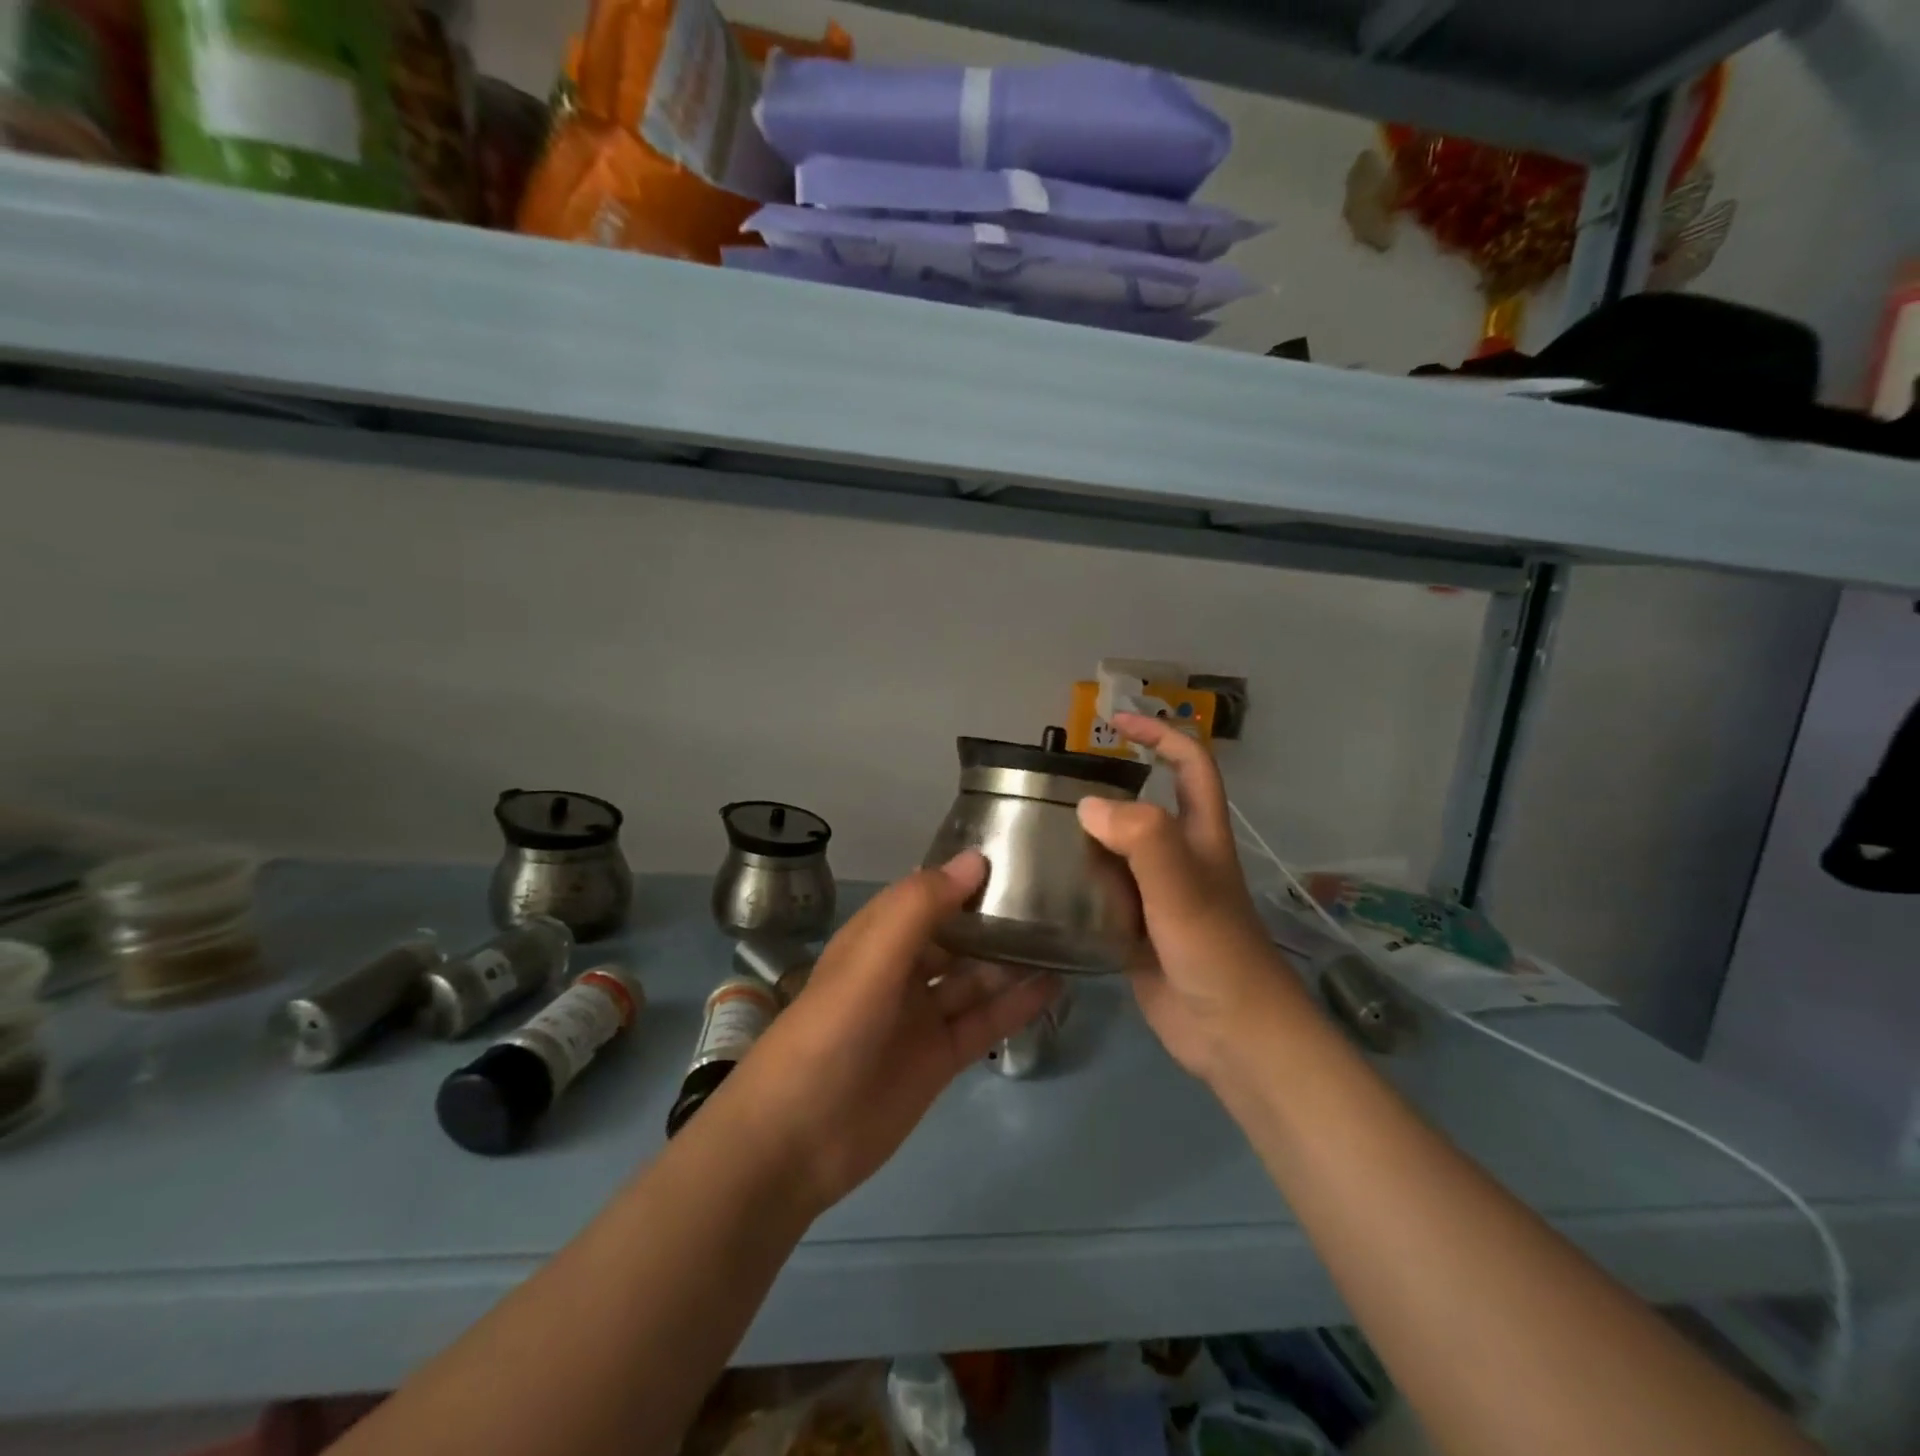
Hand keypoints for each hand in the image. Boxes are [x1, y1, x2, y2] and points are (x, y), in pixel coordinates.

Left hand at [712, 852, 1060, 1214]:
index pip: (925, 893)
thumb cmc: (828, 1035)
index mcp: (875, 938)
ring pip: (974, 977)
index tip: (1016, 854)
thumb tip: (975, 859)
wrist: (794, 1143)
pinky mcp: (940, 1058)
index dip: (963, 875)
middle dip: (994, 917)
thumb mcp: (869, 962)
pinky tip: (1055, 985)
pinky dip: (1016, 1004)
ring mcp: (921, 1016)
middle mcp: (900, 970)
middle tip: (1054, 897)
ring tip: (1064, 936)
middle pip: (955, 934)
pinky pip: (985, 1021)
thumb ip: (919, 909)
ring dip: (1011, 959)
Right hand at [1076, 712, 1311, 1084]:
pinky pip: (1101, 894)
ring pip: (1117, 851)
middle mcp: (1178, 859)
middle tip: (1054, 784)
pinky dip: (1077, 883)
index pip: (1190, 766)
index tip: (1115, 723)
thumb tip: (1088, 806)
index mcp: (1200, 837)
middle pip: (1145, 806)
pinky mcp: (1135, 931)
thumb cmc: (1217, 955)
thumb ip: (1143, 841)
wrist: (1233, 1037)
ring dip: (1085, 836)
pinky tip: (1042, 882)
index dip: (1160, 735)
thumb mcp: (1184, 890)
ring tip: (1036, 826)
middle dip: (1108, 785)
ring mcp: (1156, 897)